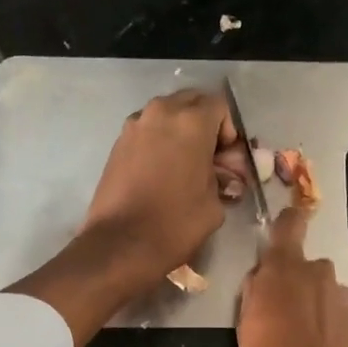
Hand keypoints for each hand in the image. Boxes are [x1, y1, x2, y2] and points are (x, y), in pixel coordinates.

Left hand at [81, 88, 244, 287]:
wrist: (120, 244)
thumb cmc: (175, 224)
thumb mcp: (214, 204)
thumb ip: (222, 178)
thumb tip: (222, 174)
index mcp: (191, 122)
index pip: (220, 106)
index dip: (229, 131)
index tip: (228, 159)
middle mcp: (161, 112)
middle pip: (191, 102)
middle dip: (205, 124)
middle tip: (210, 158)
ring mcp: (134, 125)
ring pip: (167, 114)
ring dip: (181, 131)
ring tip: (185, 165)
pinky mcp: (118, 143)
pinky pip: (148, 131)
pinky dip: (160, 142)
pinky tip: (162, 172)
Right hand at [237, 205, 347, 346]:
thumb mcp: (245, 326)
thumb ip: (254, 292)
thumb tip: (262, 277)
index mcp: (285, 268)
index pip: (290, 224)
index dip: (288, 221)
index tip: (285, 225)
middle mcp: (319, 273)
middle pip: (305, 267)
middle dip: (295, 283)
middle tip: (279, 315)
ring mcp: (342, 296)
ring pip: (323, 292)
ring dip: (313, 306)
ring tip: (300, 340)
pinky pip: (337, 314)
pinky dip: (328, 326)